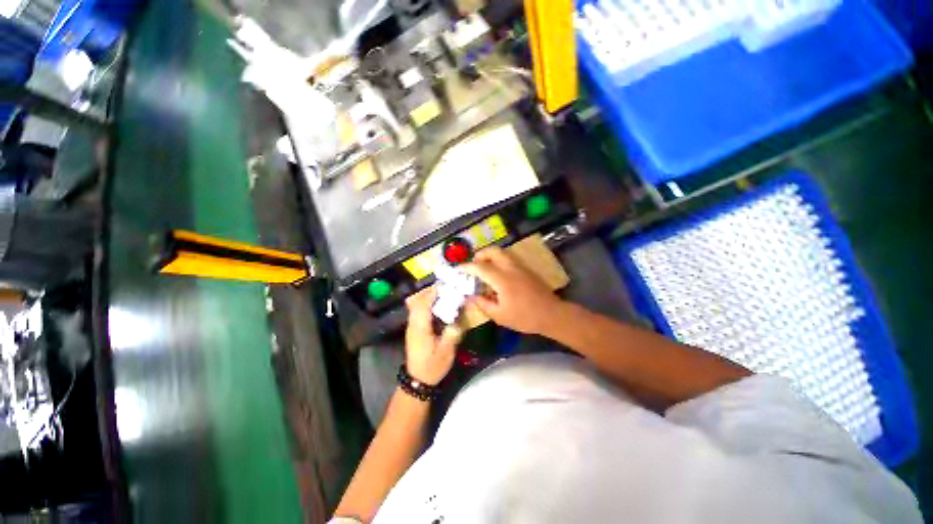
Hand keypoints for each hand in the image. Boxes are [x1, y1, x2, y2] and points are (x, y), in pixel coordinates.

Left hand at [404, 289, 461, 385]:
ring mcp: (412, 326)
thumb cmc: (432, 366)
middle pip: (416, 301)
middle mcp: (413, 324)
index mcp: (420, 328)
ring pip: (415, 305)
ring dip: (427, 297)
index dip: (431, 293)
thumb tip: (457, 321)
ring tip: (443, 293)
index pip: (422, 305)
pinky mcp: (414, 329)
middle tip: (445, 287)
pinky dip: (426, 303)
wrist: (418, 380)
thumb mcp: (445, 354)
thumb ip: (451, 336)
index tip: (443, 285)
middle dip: (429, 292)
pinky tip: (438, 305)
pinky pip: (417, 310)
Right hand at [461, 247, 564, 334]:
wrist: (552, 314)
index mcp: (502, 279)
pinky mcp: (527, 269)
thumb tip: (471, 296)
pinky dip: (499, 261)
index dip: (467, 267)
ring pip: (502, 253)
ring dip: (491, 257)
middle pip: (493, 251)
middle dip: (480, 254)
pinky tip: (498, 275)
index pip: (480, 267)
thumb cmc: (525, 317)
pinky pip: (509, 259)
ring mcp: (520, 267)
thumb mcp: (500, 316)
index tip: (458, 268)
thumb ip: (483, 304)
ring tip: (485, 269)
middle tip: (474, 265)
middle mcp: (511, 268)